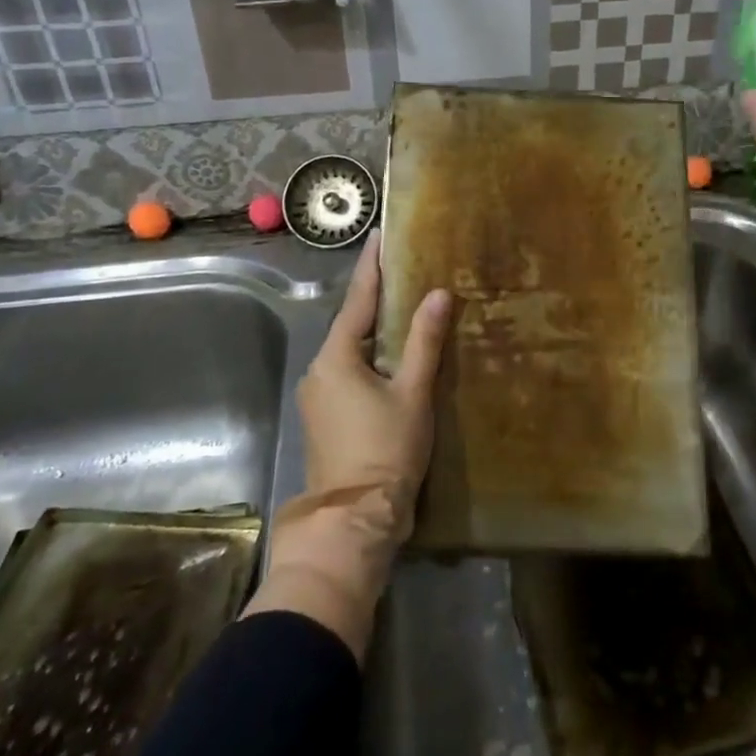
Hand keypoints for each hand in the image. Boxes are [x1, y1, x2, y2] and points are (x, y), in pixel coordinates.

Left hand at [295, 231, 452, 542]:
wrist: (355, 520)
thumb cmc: (386, 450)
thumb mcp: (412, 393)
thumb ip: (424, 341)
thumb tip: (438, 293)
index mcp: (336, 358)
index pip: (358, 300)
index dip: (372, 267)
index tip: (379, 236)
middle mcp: (319, 370)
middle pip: (351, 324)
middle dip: (376, 299)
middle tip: (403, 271)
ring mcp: (318, 396)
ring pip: (351, 351)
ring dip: (375, 331)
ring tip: (404, 308)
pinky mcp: (325, 418)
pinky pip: (349, 373)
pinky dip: (370, 358)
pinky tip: (393, 357)